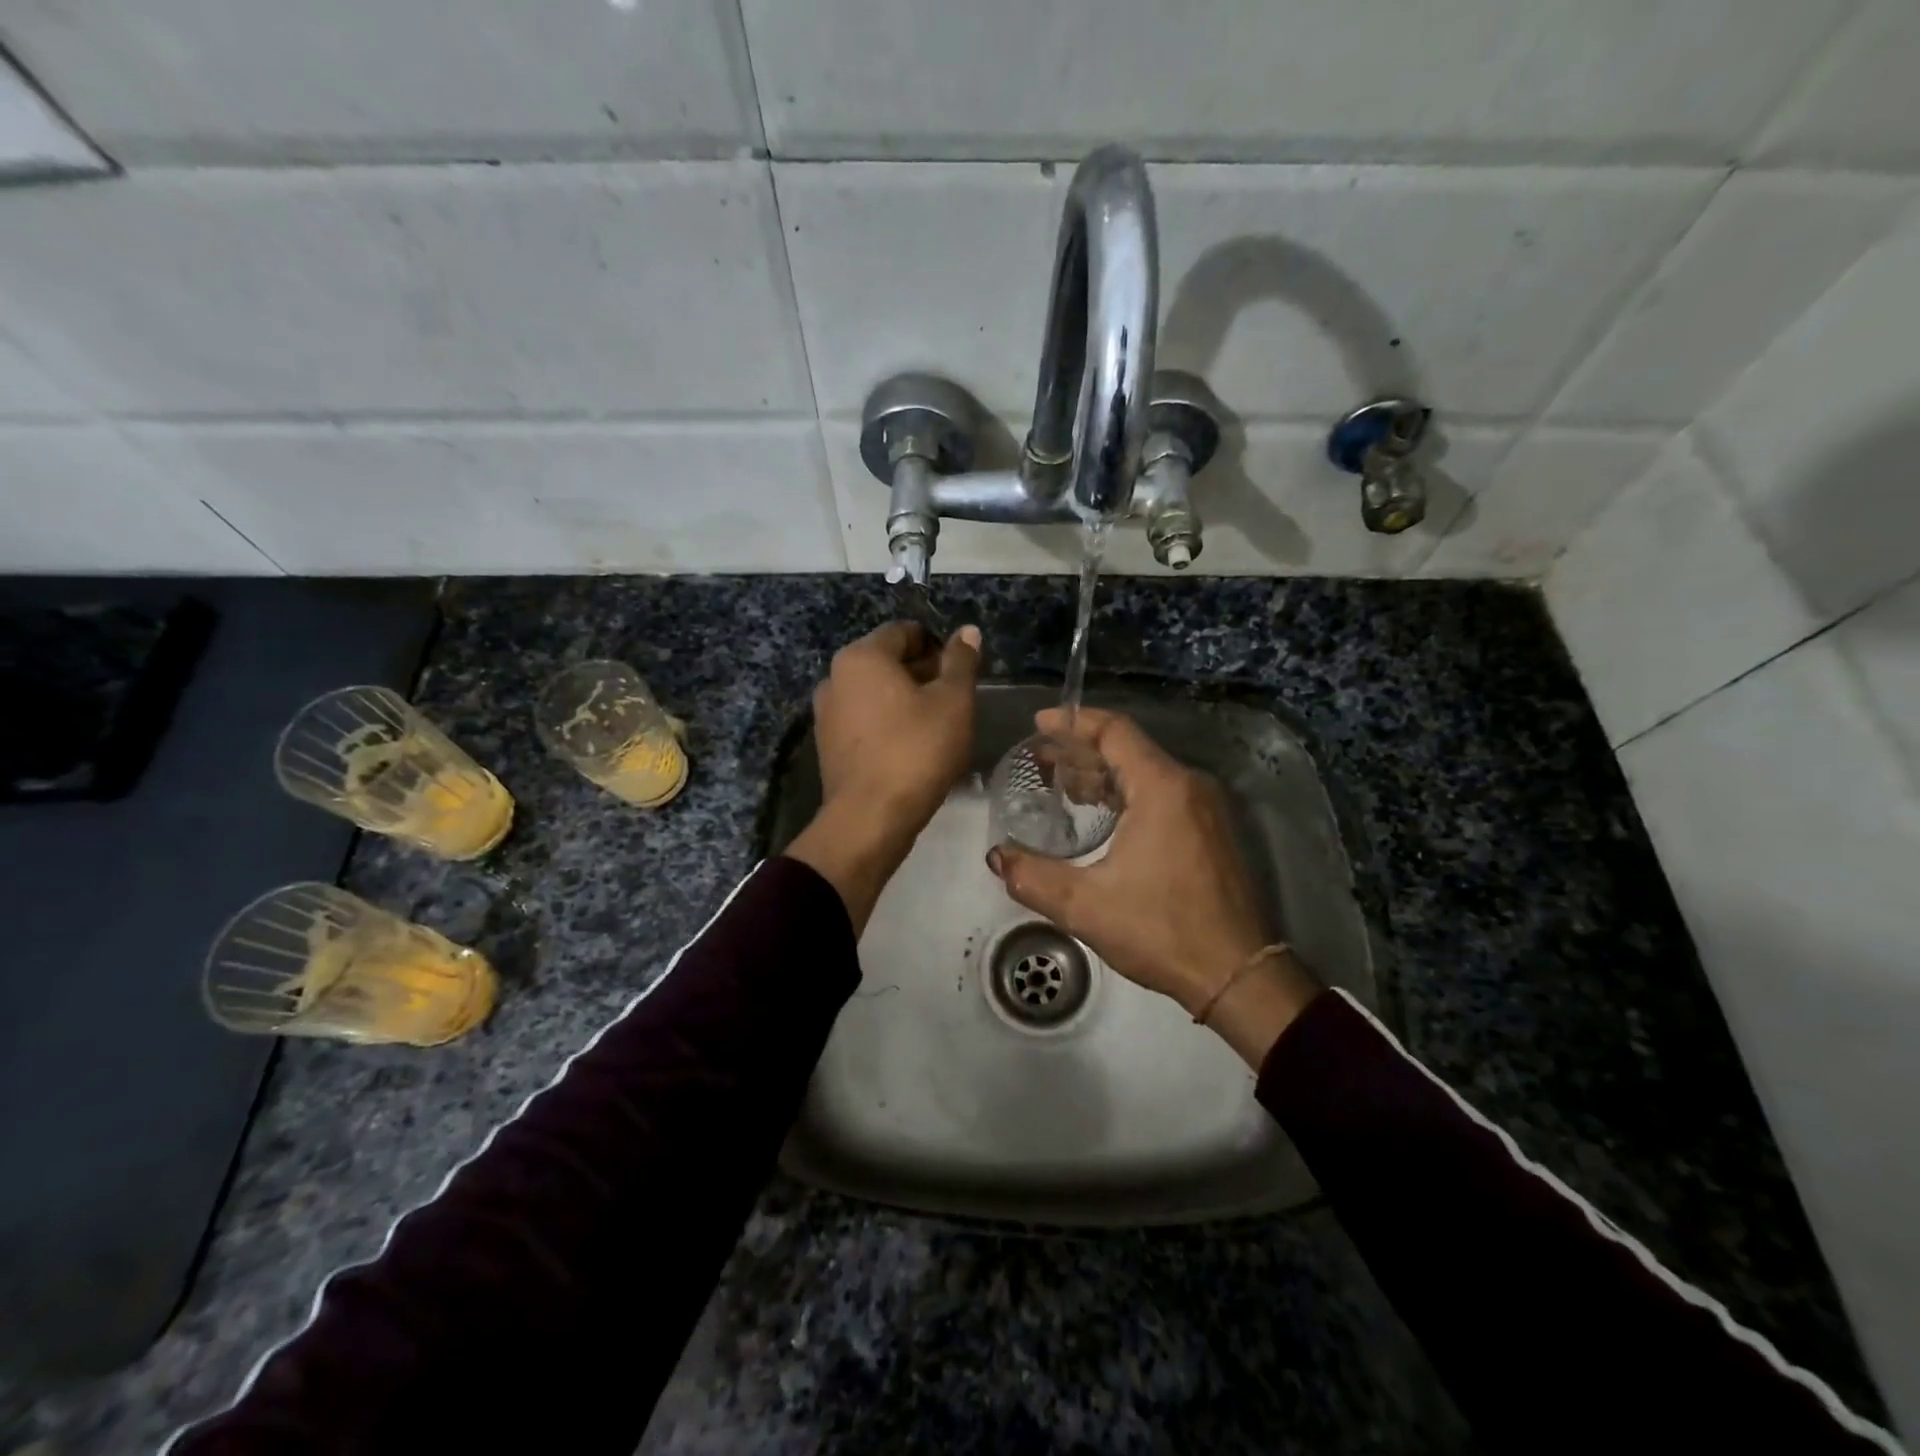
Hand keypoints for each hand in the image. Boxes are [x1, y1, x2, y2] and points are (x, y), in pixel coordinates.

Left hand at [786, 621, 980, 931]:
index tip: (961, 673)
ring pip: (876, 693)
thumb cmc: (917, 750)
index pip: (905, 632)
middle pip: (888, 661)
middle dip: (923, 673)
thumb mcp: (953, 701)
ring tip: (937, 726)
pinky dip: (888, 724)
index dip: (938, 646)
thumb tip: (967, 631)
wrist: (870, 818)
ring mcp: (827, 713)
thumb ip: (961, 661)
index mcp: (862, 656)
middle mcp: (835, 677)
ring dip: (907, 700)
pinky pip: (865, 721)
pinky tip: (912, 748)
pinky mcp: (829, 745)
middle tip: (955, 700)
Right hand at [988, 707, 1320, 1066]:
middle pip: (1130, 748)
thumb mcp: (1085, 907)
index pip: (1115, 731)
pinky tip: (1101, 814)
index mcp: (1162, 788)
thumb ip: (1032, 877)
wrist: (1238, 975)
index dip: (1074, 722)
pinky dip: (1127, 792)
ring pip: (1146, 772)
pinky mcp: (1212, 831)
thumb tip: (997, 857)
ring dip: (1103, 774)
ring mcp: (1206, 808)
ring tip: (1063, 786)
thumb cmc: (1162, 931)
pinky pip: (1163, 793)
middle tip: (1040, 761)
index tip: (1040, 724)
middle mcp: (1189, 786)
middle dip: (1081, 750)